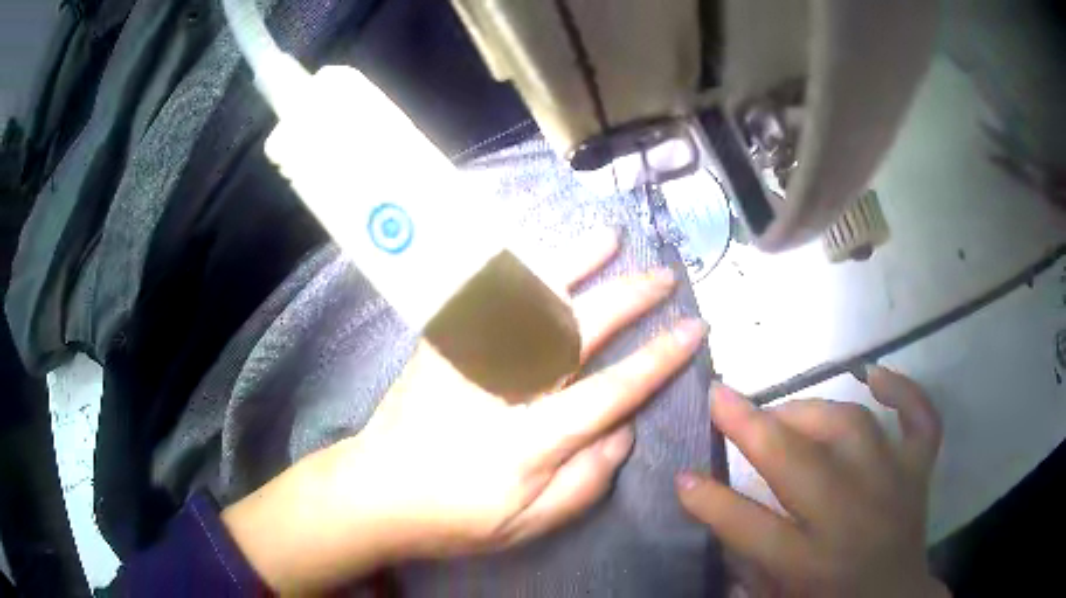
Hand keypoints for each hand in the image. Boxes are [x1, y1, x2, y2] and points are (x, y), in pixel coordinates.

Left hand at [222, 230, 708, 592]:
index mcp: (530, 442)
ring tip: (608, 238)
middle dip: (628, 298)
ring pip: (527, 301)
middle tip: (663, 277)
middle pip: (575, 331)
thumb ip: (585, 482)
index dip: (658, 359)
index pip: (611, 391)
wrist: (377, 492)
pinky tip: (535, 253)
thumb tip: (623, 431)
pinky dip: (512, 269)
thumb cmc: (456, 517)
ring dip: (573, 264)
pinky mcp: (440, 347)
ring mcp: (466, 361)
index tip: (693, 330)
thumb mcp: (529, 525)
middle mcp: (501, 391)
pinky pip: (478, 297)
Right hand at [677, 367, 947, 597]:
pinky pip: (920, 418)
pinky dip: (904, 390)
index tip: (682, 475)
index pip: (751, 526)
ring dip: (811, 409)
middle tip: (721, 397)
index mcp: (810, 562)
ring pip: (853, 428)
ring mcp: (893, 485)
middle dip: (753, 426)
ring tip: (784, 410)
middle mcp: (853, 518)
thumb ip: (744, 558)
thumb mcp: (777, 595)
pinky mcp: (919, 470)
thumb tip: (709, 506)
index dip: (711, 501)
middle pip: (800, 463)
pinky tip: (875, 377)